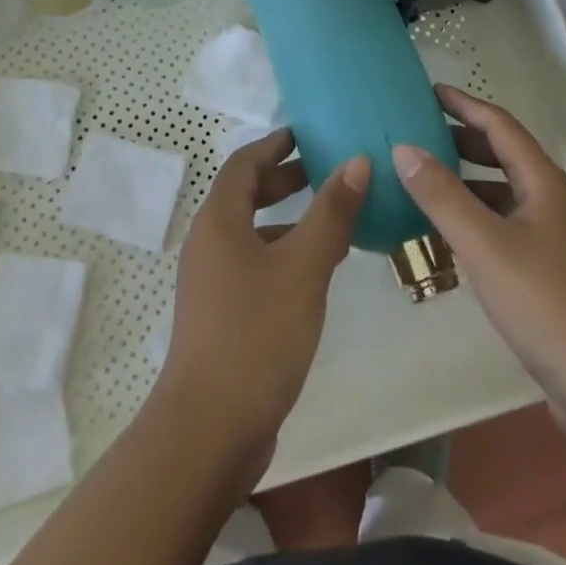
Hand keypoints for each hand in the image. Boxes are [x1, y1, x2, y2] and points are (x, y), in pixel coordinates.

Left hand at [159, 127, 368, 467]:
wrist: (209, 430)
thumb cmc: (256, 333)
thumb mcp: (303, 266)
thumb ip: (331, 212)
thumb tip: (357, 160)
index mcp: (219, 220)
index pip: (244, 163)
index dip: (275, 145)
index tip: (306, 134)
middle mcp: (208, 243)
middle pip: (245, 195)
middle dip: (284, 180)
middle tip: (326, 173)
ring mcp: (211, 282)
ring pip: (252, 233)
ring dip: (288, 220)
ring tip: (333, 222)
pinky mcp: (220, 316)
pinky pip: (254, 265)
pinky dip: (283, 255)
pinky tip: (315, 275)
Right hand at [392, 87, 565, 418]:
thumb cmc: (549, 304)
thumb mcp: (485, 245)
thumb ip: (442, 196)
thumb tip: (404, 148)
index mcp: (543, 183)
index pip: (500, 125)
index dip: (465, 104)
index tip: (429, 91)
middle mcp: (552, 203)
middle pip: (504, 156)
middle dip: (463, 140)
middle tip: (420, 134)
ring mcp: (555, 241)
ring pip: (504, 196)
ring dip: (467, 184)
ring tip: (424, 183)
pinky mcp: (552, 276)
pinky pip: (506, 230)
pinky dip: (476, 222)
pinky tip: (449, 240)